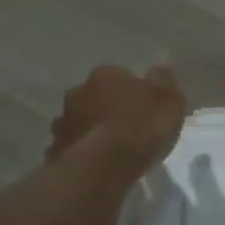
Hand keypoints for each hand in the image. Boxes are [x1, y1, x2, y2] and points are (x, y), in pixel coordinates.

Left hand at [49, 65, 186, 176]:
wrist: (103, 166)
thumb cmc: (141, 127)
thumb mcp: (168, 101)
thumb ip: (163, 79)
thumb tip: (161, 58)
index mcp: (105, 75)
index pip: (120, 75)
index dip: (132, 92)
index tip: (143, 108)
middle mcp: (78, 91)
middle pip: (96, 96)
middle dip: (107, 107)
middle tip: (126, 128)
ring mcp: (63, 121)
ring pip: (80, 120)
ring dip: (91, 128)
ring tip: (108, 149)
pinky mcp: (55, 148)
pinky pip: (71, 145)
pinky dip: (81, 150)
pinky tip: (93, 164)